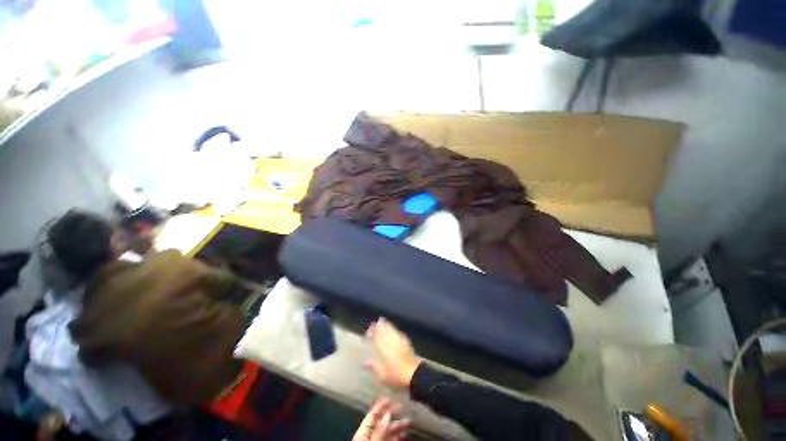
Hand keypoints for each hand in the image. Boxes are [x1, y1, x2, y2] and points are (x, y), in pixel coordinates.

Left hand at [353, 397, 411, 440]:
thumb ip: (380, 431)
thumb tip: (388, 414)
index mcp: (363, 434)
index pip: (372, 416)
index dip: (380, 405)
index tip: (391, 396)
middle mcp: (370, 438)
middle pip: (382, 423)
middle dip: (393, 415)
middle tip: (404, 408)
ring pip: (389, 433)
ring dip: (399, 427)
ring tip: (410, 423)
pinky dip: (399, 438)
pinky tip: (406, 435)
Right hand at [366, 318, 420, 389]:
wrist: (414, 375)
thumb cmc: (397, 377)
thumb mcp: (383, 376)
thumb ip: (374, 367)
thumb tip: (365, 362)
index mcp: (385, 351)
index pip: (377, 339)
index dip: (373, 334)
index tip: (368, 331)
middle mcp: (392, 344)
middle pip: (386, 333)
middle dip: (381, 326)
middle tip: (377, 321)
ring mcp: (400, 343)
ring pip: (392, 331)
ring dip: (388, 326)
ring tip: (384, 321)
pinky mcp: (407, 344)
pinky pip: (399, 334)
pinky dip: (396, 330)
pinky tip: (395, 330)